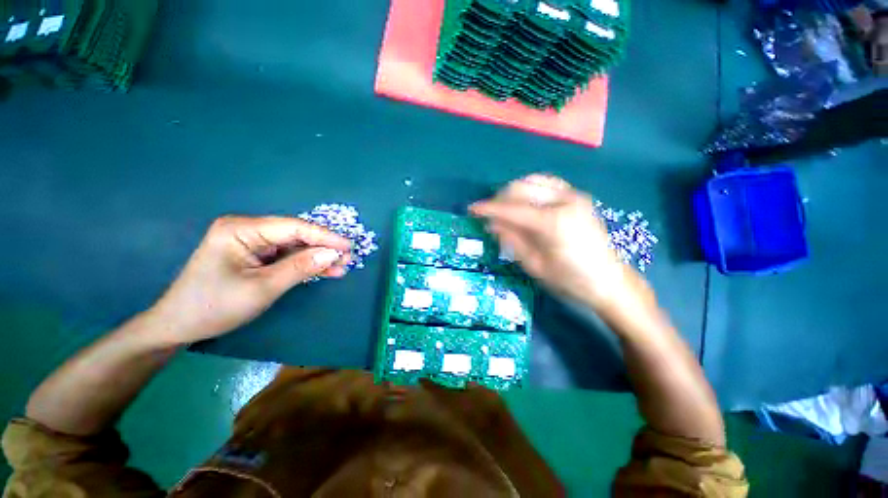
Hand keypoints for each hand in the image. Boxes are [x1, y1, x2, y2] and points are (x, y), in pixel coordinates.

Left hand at [148, 216, 352, 344]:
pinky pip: (288, 256)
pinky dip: (306, 264)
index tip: (349, 246)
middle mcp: (248, 229)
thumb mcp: (262, 288)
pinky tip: (325, 271)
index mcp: (242, 229)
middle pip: (296, 235)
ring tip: (341, 267)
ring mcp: (253, 242)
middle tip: (348, 260)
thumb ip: (300, 268)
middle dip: (323, 248)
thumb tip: (334, 254)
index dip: (325, 236)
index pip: (293, 227)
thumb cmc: (215, 306)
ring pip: (295, 246)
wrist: (180, 325)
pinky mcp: (256, 255)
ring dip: (318, 257)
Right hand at [470, 174, 646, 312]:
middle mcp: (564, 201)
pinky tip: (524, 202)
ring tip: (504, 209)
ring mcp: (573, 195)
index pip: (511, 208)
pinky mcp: (577, 196)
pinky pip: (546, 183)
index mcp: (553, 223)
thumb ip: (512, 240)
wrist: (609, 281)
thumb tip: (492, 223)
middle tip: (488, 214)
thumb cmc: (570, 280)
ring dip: (513, 192)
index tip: (471, 209)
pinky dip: (530, 189)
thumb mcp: (535, 265)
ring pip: (533, 181)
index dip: (489, 208)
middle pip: (520, 188)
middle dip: (499, 199)